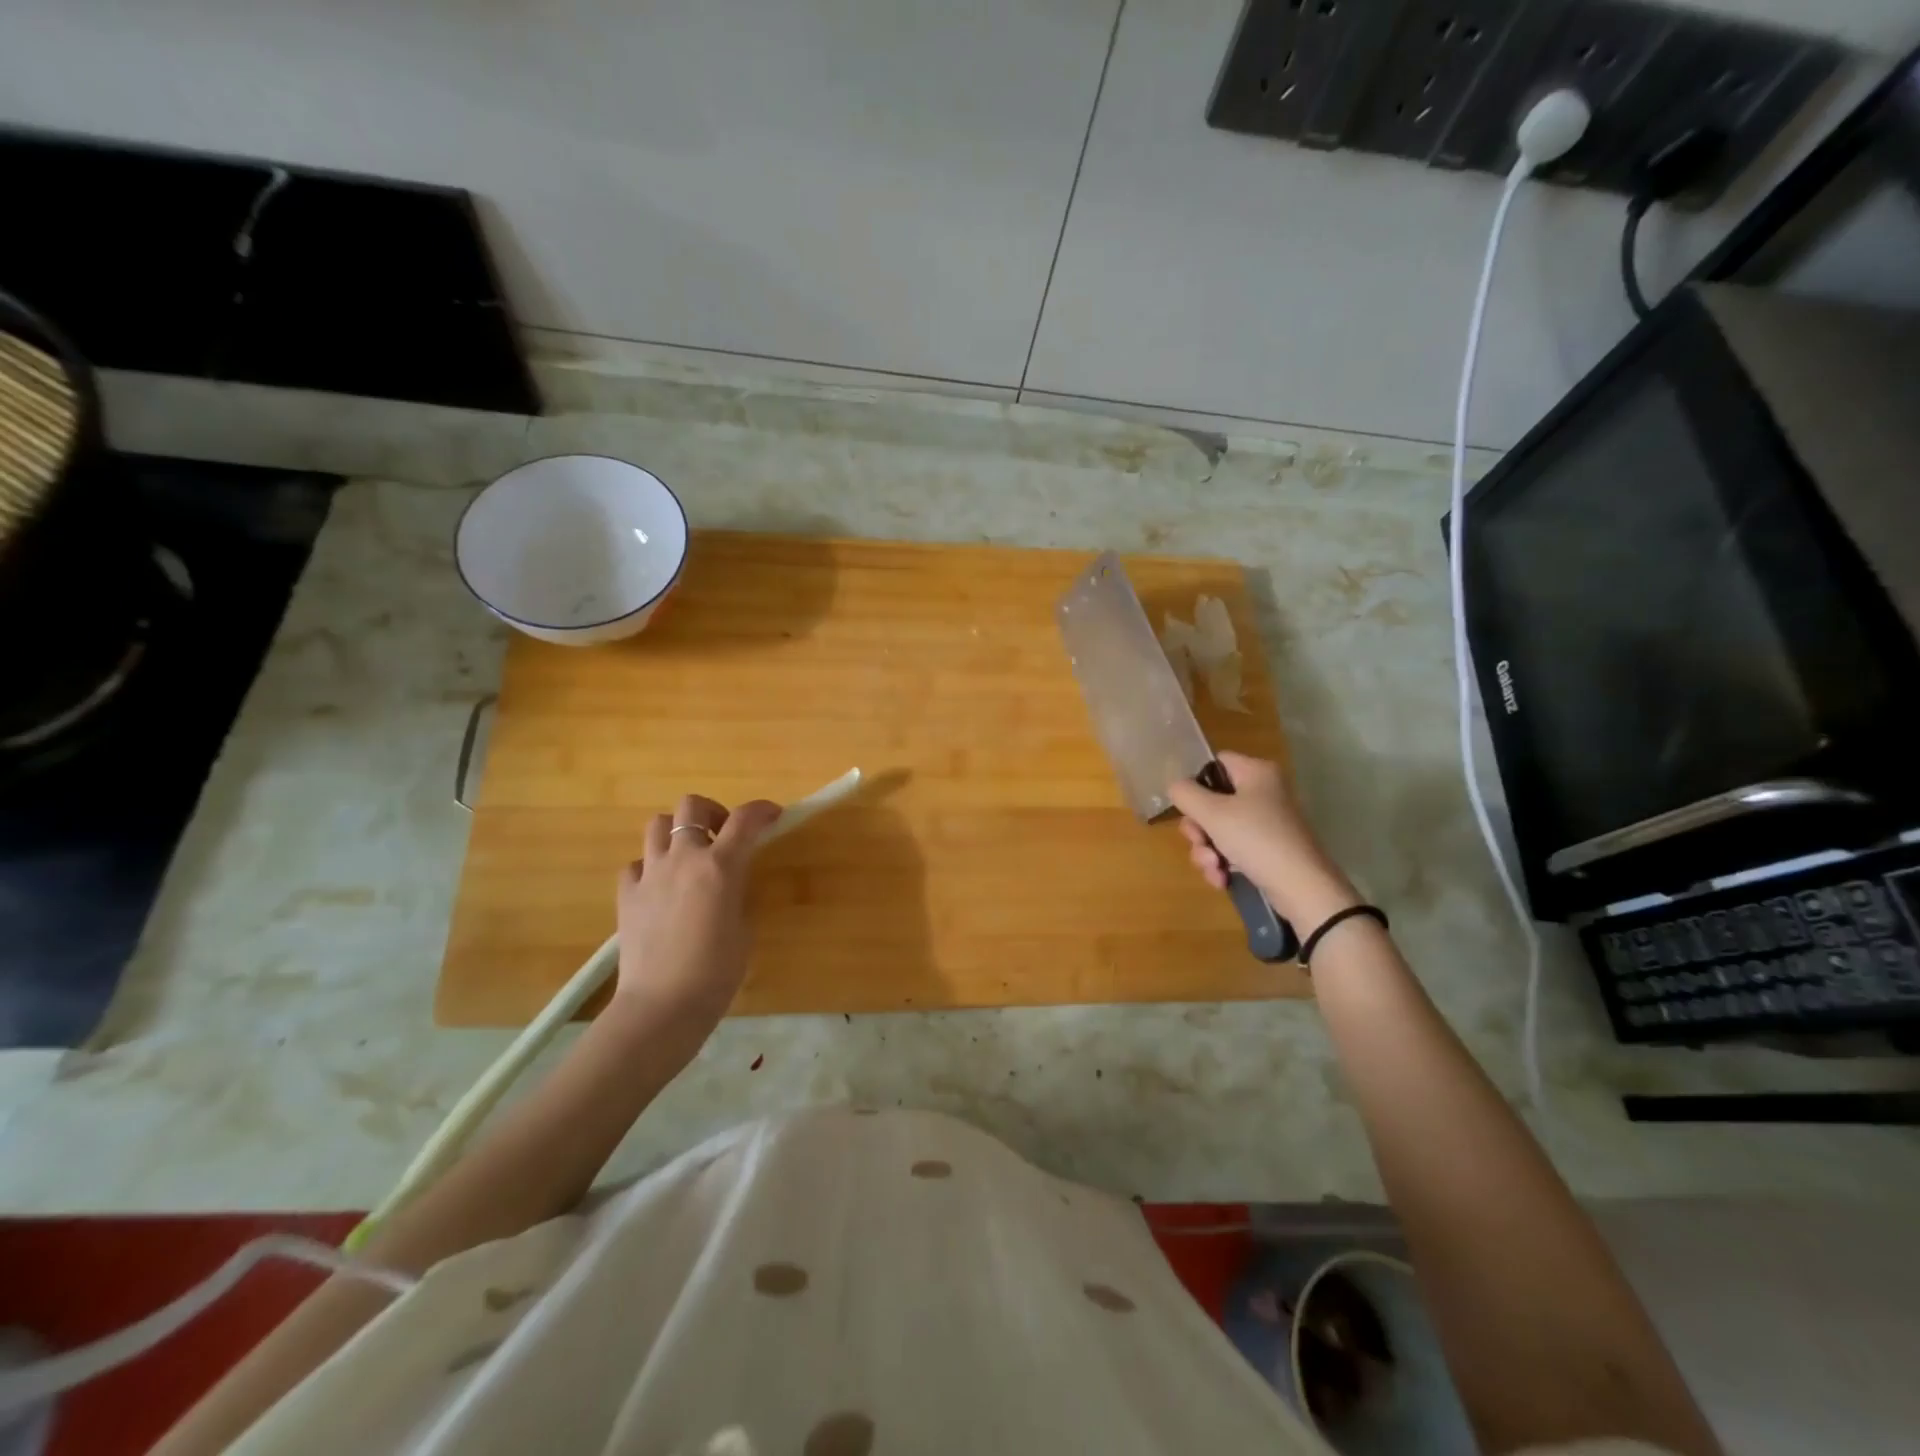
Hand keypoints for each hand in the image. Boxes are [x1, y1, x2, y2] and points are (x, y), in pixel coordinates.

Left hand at [611, 793, 782, 1040]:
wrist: (662, 1005)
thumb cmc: (716, 972)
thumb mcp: (744, 927)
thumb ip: (737, 894)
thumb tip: (729, 884)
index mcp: (720, 866)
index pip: (746, 819)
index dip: (762, 810)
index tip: (773, 816)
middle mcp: (683, 858)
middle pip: (691, 806)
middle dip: (712, 812)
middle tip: (723, 836)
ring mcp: (650, 874)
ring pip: (657, 824)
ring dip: (677, 831)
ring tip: (689, 855)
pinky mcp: (626, 895)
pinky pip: (637, 864)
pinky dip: (651, 866)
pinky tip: (661, 887)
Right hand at [1167, 752, 1360, 930]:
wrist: (1301, 887)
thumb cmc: (1256, 839)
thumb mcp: (1212, 813)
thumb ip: (1185, 794)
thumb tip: (1176, 787)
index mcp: (1256, 773)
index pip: (1216, 762)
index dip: (1197, 782)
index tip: (1188, 806)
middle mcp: (1263, 792)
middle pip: (1212, 800)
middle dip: (1199, 828)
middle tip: (1199, 842)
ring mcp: (1266, 822)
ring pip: (1218, 829)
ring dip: (1206, 851)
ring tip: (1213, 868)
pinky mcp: (1267, 849)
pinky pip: (1232, 849)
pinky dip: (1222, 864)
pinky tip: (1222, 879)